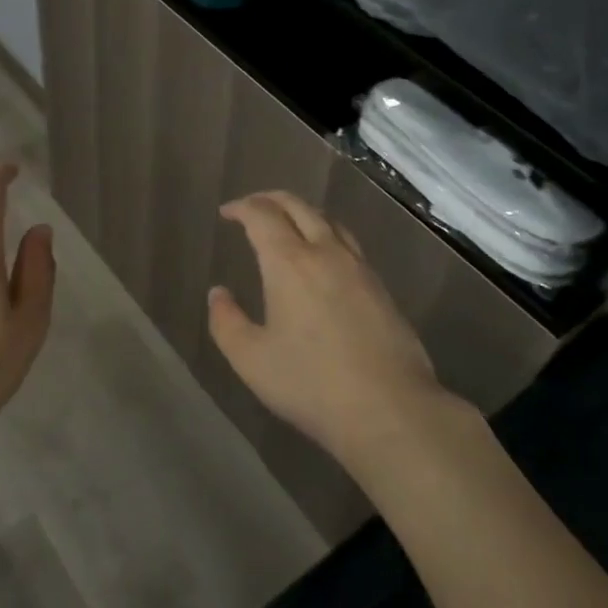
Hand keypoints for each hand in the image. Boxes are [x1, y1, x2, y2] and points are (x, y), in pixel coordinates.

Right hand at [209, 191, 447, 466]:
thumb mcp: (252, 360)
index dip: (242, 207)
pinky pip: (348, 243)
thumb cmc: (311, 384)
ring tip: (287, 226)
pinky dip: (327, 235)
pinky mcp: (380, 287)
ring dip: (303, 213)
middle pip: (298, 207)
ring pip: (329, 221)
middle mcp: (326, 253)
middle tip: (252, 207)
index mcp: (290, 263)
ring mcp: (359, 268)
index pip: (263, 216)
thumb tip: (217, 293)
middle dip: (271, 199)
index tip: (227, 212)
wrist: (389, 408)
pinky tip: (324, 259)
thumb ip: (227, 322)